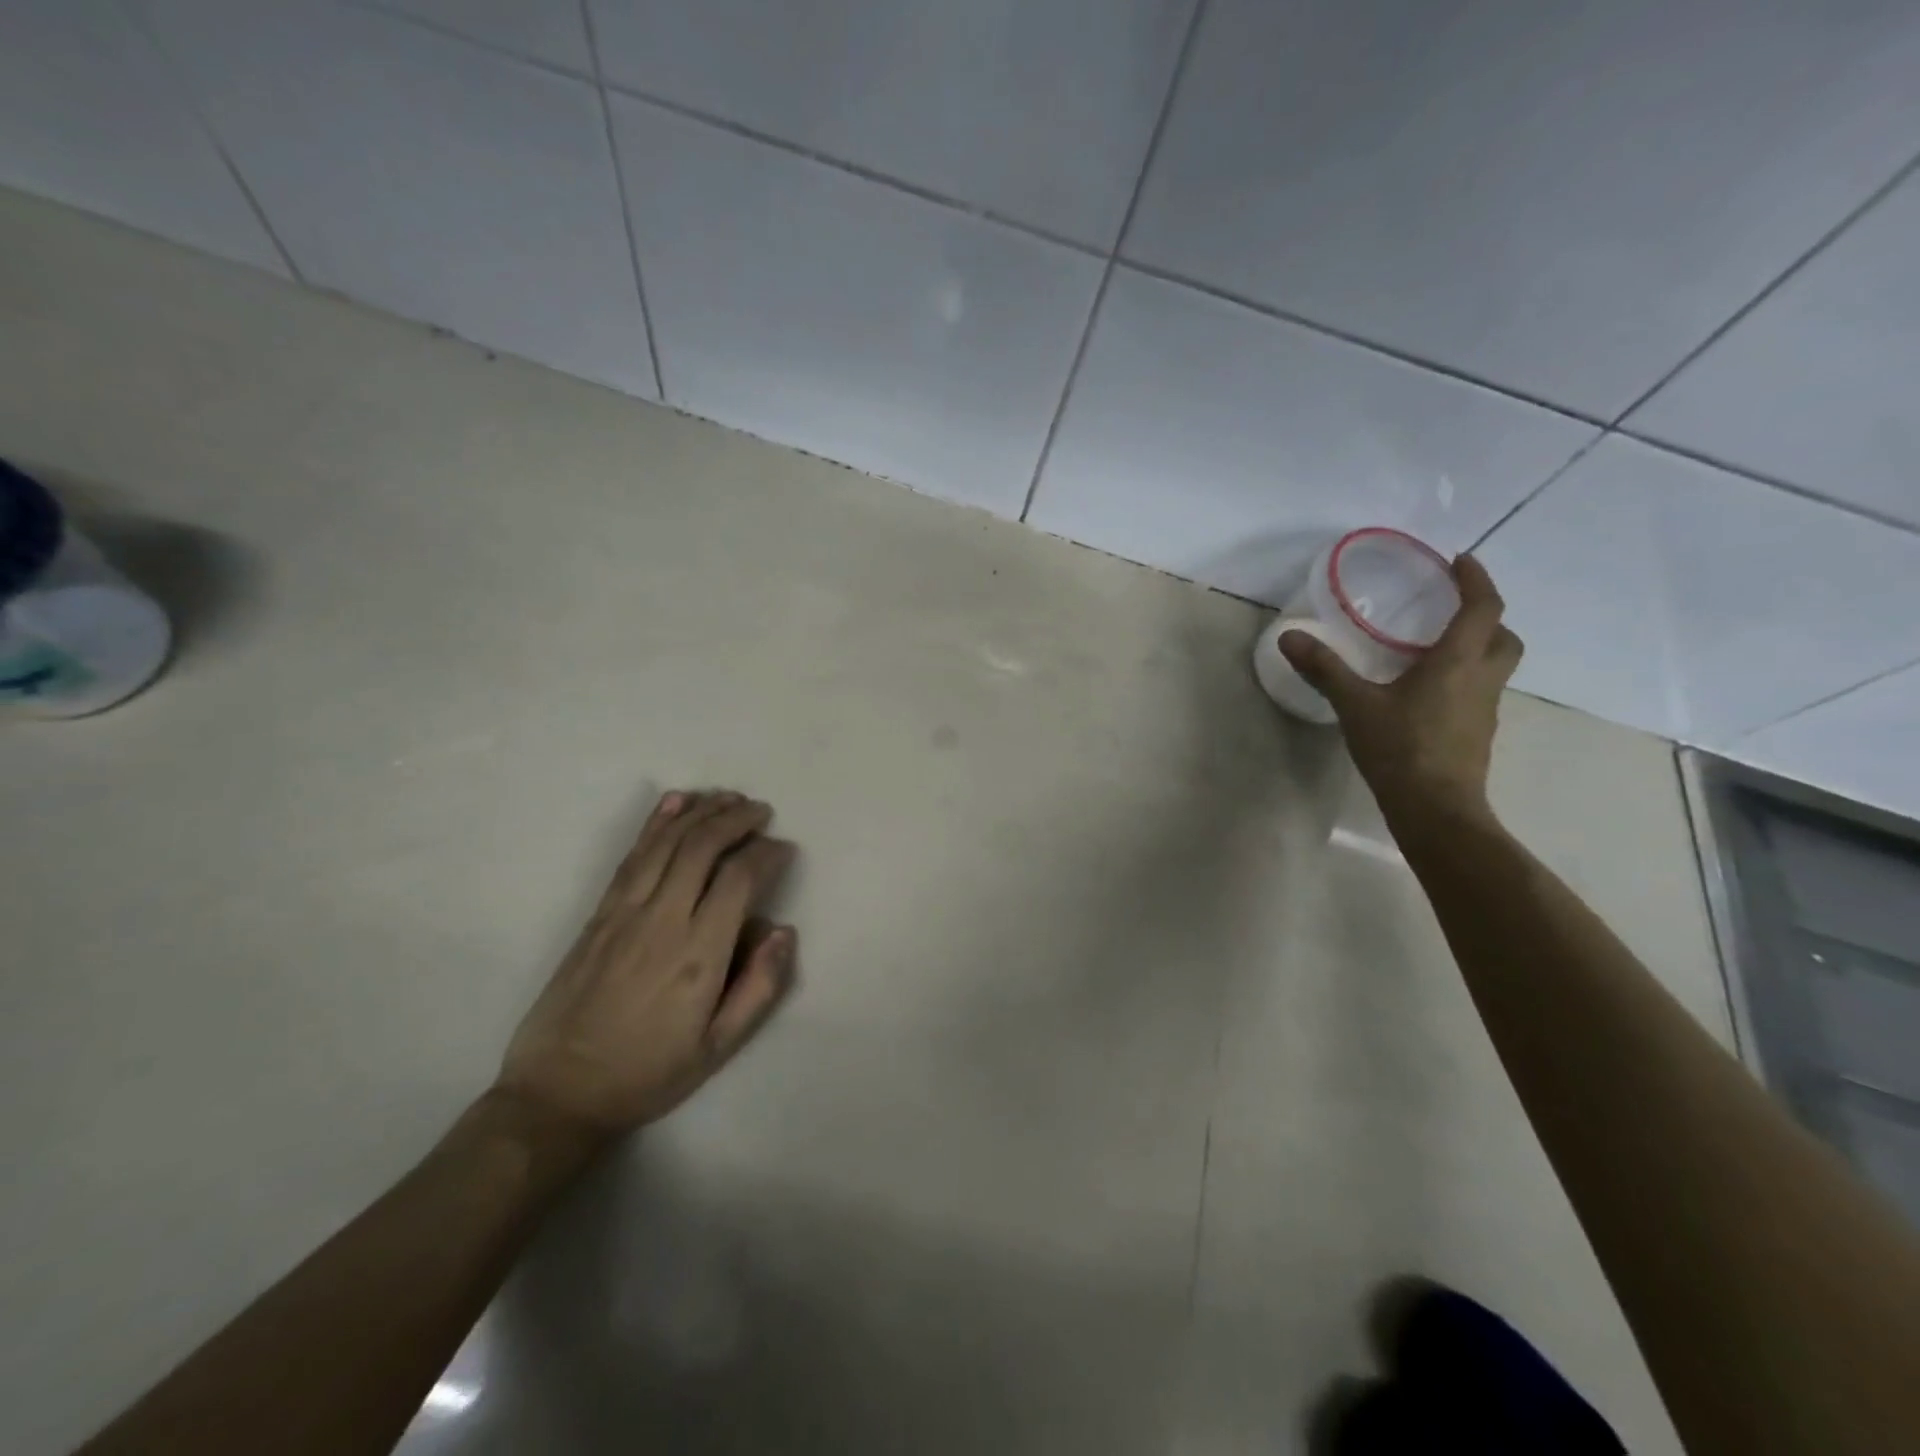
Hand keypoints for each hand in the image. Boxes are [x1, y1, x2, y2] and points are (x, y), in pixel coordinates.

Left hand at [495, 790, 797, 1138]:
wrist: (557, 1093)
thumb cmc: (647, 1073)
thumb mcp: (718, 1048)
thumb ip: (759, 987)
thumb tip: (782, 930)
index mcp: (698, 955)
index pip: (739, 879)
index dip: (767, 853)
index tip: (784, 849)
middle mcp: (662, 920)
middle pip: (702, 847)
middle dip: (737, 819)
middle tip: (762, 811)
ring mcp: (623, 912)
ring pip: (667, 842)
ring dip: (701, 812)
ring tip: (729, 798)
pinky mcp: (598, 914)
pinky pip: (631, 856)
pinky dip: (656, 823)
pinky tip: (675, 802)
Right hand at [1281, 555, 1522, 823]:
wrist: (1435, 809)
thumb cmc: (1400, 748)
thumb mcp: (1355, 704)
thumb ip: (1324, 668)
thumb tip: (1289, 636)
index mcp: (1458, 661)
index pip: (1484, 607)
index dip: (1477, 580)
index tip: (1460, 561)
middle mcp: (1482, 678)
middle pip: (1503, 637)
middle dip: (1485, 617)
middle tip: (1452, 611)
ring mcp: (1484, 709)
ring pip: (1495, 666)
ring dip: (1477, 648)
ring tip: (1433, 651)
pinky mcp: (1476, 733)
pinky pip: (1479, 692)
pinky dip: (1463, 680)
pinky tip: (1426, 694)